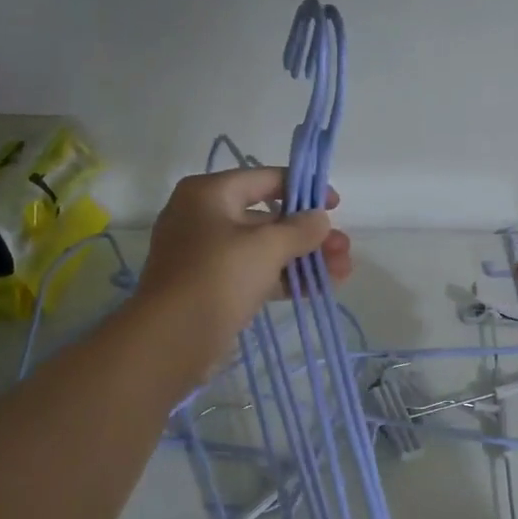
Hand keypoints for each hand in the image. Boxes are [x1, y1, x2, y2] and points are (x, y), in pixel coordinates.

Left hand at [134, 168, 352, 367]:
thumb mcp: (265, 246)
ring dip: (304, 259)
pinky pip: (256, 275)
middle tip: (344, 249)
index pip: (265, 179)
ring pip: (265, 250)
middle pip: (268, 218)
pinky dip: (286, 280)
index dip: (304, 189)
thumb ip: (299, 229)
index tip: (335, 206)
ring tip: (343, 272)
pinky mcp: (214, 288)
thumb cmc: (218, 277)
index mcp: (209, 194)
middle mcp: (205, 218)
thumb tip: (319, 219)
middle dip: (309, 234)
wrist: (173, 339)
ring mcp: (207, 256)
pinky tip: (320, 289)